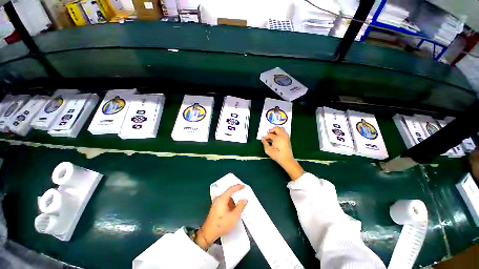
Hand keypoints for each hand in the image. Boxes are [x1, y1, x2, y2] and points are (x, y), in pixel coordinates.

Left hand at [196, 184, 247, 249]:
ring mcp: (216, 202)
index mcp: (222, 198)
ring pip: (227, 197)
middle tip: (243, 194)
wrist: (208, 233)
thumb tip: (245, 199)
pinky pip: (225, 201)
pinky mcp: (216, 206)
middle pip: (229, 192)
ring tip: (240, 203)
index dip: (238, 186)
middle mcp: (219, 198)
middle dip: (236, 193)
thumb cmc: (221, 224)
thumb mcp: (234, 216)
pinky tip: (233, 208)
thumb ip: (240, 206)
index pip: (231, 189)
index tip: (244, 186)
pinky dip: (230, 202)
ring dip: (233, 199)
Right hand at [261, 127, 303, 179]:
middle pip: (277, 128)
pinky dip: (280, 132)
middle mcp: (282, 136)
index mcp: (277, 138)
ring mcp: (286, 137)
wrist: (286, 159)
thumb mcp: (268, 150)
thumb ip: (265, 143)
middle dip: (272, 130)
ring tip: (272, 134)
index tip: (263, 139)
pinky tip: (277, 136)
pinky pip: (284, 132)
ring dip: (276, 130)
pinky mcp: (288, 139)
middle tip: (268, 133)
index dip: (266, 136)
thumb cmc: (277, 155)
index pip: (270, 135)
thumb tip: (263, 139)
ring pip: (281, 129)